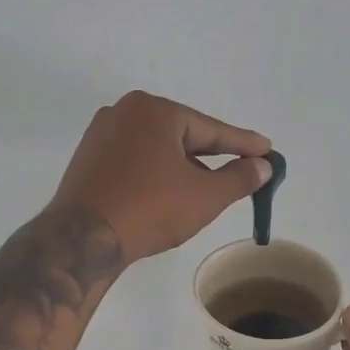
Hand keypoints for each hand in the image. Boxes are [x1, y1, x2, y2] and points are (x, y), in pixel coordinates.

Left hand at [50, 91, 272, 261]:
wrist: (82, 239)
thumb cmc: (150, 209)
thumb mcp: (205, 196)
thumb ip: (240, 177)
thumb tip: (263, 166)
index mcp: (154, 110)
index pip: (210, 129)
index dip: (243, 143)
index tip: (267, 150)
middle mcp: (124, 112)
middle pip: (182, 135)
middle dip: (212, 155)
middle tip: (242, 168)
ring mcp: (101, 134)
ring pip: (157, 148)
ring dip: (184, 167)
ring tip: (207, 189)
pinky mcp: (88, 158)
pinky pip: (134, 159)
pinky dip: (156, 172)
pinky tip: (169, 192)